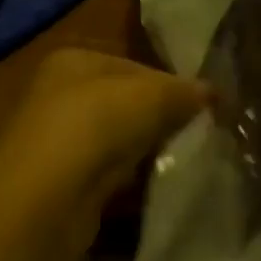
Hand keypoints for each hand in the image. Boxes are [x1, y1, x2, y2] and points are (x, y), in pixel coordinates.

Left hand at [0, 49, 210, 253]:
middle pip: (125, 103)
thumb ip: (184, 91)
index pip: (134, 66)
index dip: (170, 85)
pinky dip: (131, 179)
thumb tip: (213, 93)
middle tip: (197, 133)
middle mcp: (59, 94)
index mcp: (73, 60)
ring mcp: (57, 141)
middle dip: (160, 119)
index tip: (203, 107)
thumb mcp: (152, 95)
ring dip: (146, 150)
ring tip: (182, 160)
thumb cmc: (96, 125)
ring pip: (118, 140)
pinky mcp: (62, 184)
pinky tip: (153, 185)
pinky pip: (108, 174)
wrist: (46, 199)